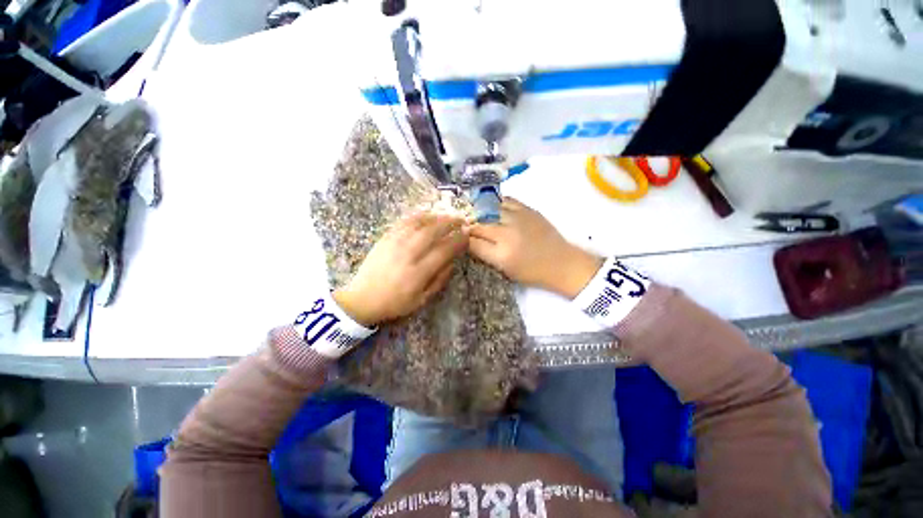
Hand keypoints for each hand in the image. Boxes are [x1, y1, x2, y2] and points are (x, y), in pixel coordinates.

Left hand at [333, 212, 467, 325]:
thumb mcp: (421, 300)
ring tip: (447, 215)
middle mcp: (408, 254)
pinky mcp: (385, 237)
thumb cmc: (395, 302)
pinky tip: (427, 215)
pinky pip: (404, 222)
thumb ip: (439, 280)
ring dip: (436, 217)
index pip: (444, 250)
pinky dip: (418, 216)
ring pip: (419, 223)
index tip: (468, 235)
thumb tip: (452, 262)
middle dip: (450, 223)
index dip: (459, 240)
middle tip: (461, 220)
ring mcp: (395, 243)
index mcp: (419, 272)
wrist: (362, 298)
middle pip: (433, 231)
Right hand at [468, 197, 601, 298]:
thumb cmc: (532, 272)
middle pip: (478, 225)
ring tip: (476, 214)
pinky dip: (496, 204)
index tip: (459, 238)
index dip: (463, 239)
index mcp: (501, 255)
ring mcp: (518, 219)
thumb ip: (486, 255)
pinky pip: (506, 200)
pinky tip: (493, 208)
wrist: (561, 262)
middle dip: (469, 226)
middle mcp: (507, 235)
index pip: (472, 243)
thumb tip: (471, 241)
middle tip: (464, 227)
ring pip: (489, 210)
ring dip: (480, 213)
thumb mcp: (505, 270)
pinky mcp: (528, 210)